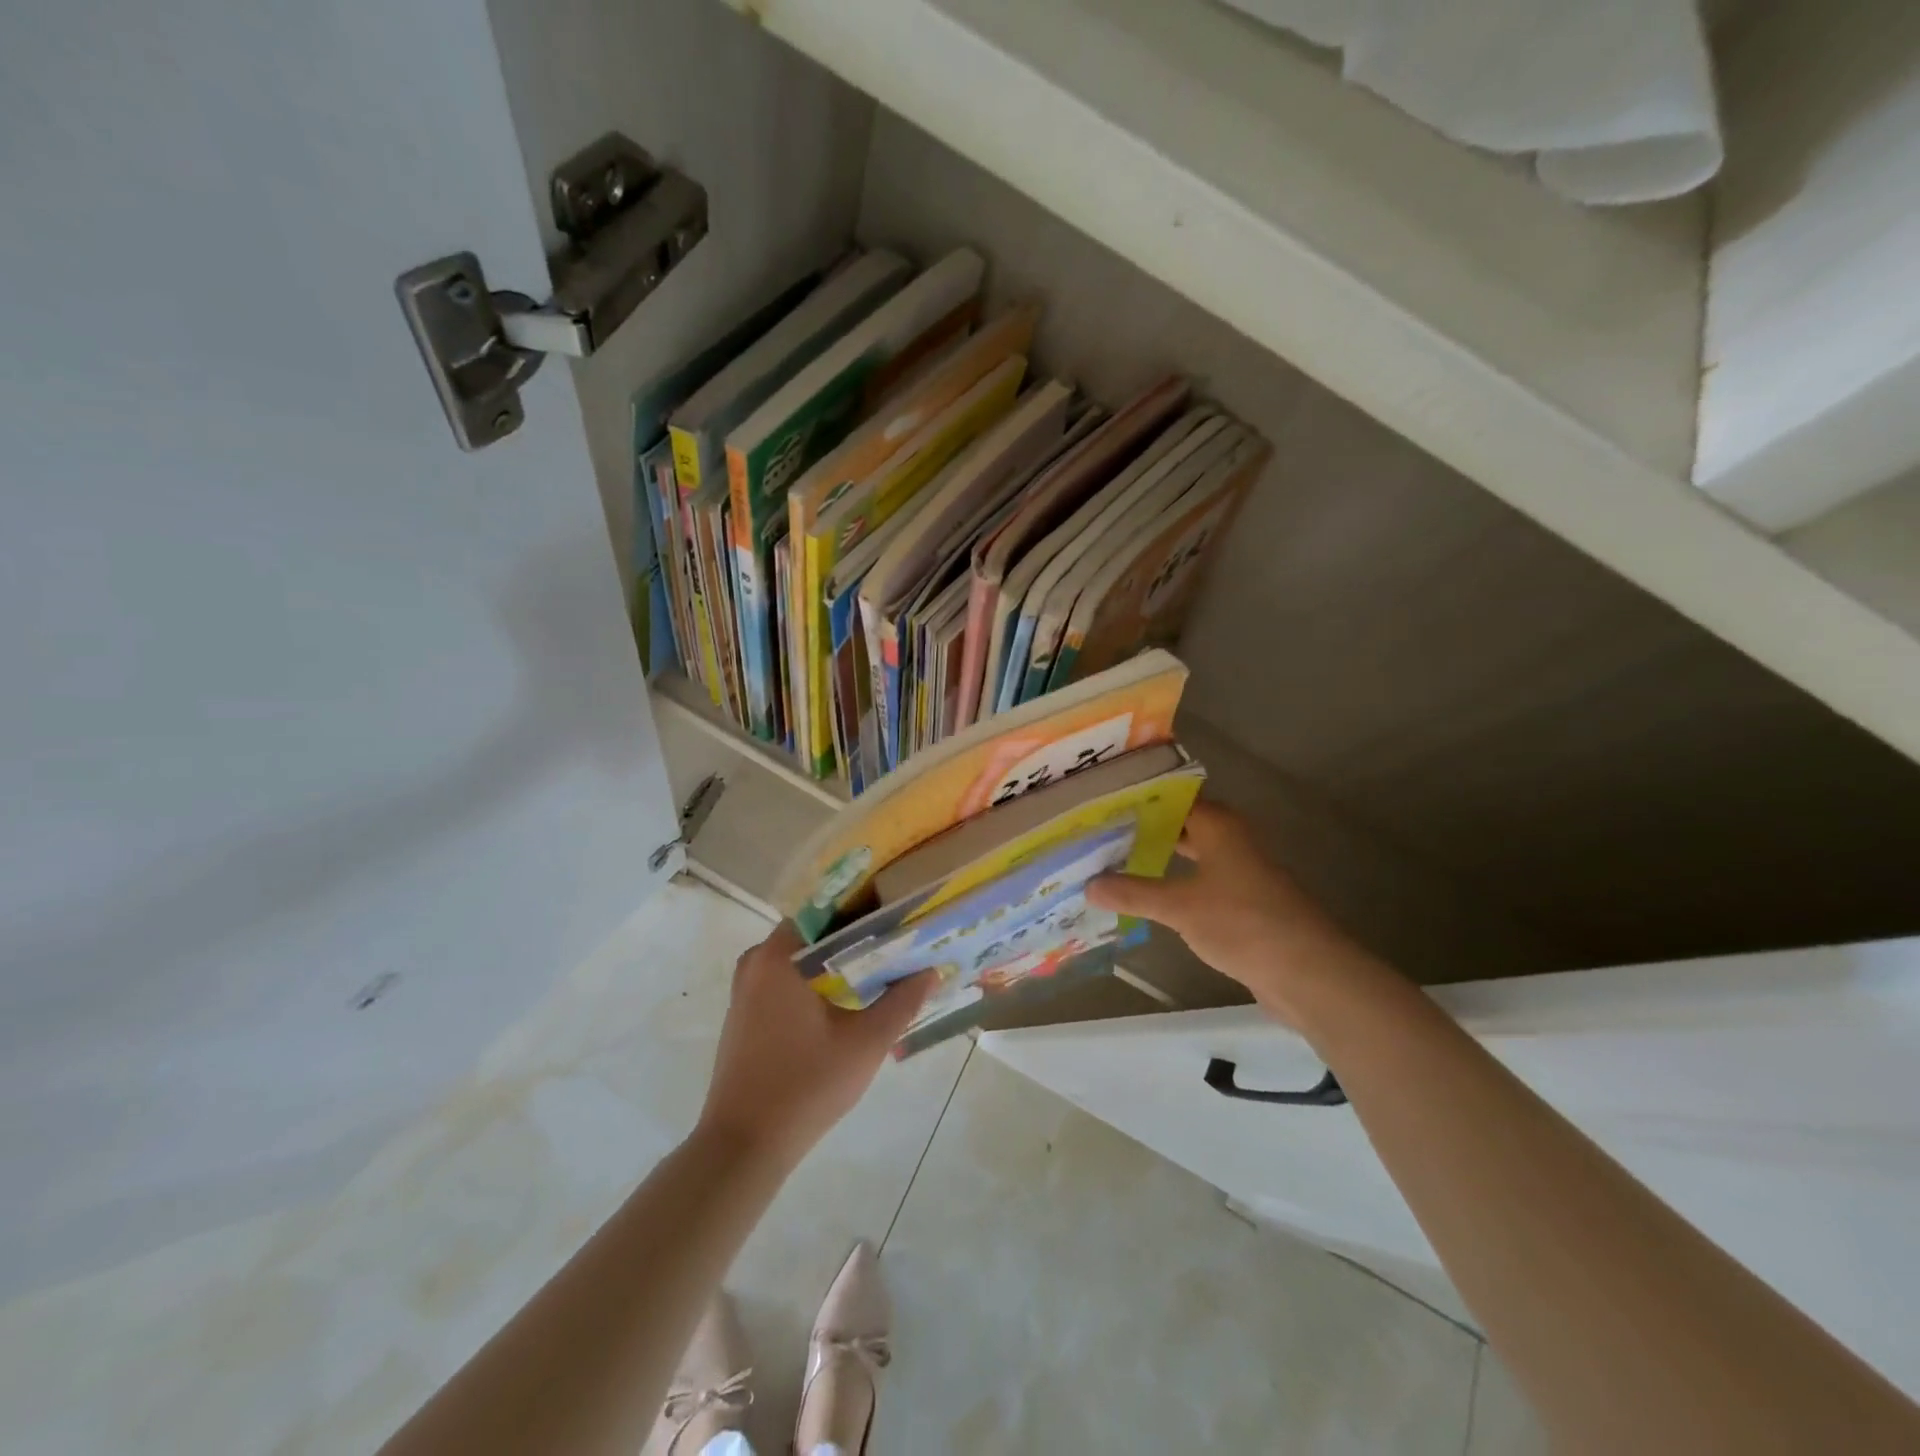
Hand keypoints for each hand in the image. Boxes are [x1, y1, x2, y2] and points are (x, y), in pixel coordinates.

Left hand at [697, 922, 934, 1165]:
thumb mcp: (866, 1043)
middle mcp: (757, 961)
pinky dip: (819, 982)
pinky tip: (851, 1000)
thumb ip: (902, 1002)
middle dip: (859, 939)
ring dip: (840, 963)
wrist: (744, 1146)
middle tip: (900, 945)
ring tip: (884, 970)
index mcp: (779, 955)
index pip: (829, 910)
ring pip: (804, 959)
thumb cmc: (806, 1086)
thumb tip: (931, 971)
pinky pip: (789, 980)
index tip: (899, 918)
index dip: (867, 911)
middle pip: (817, 934)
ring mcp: (747, 988)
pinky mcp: (747, 1013)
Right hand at [1087, 800, 1385, 1024]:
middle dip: (1142, 829)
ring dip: (1155, 857)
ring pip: (1188, 855)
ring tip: (1110, 860)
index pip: (1172, 797)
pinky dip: (1171, 884)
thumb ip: (1133, 893)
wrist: (1307, 973)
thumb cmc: (1243, 923)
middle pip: (1179, 825)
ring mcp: (1238, 872)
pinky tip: (1143, 897)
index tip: (1100, 802)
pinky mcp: (1241, 903)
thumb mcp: (1180, 906)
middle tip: (1097, 832)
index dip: (1138, 798)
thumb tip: (1088, 885)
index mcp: (1219, 826)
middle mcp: (1230, 841)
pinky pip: (1197, 883)